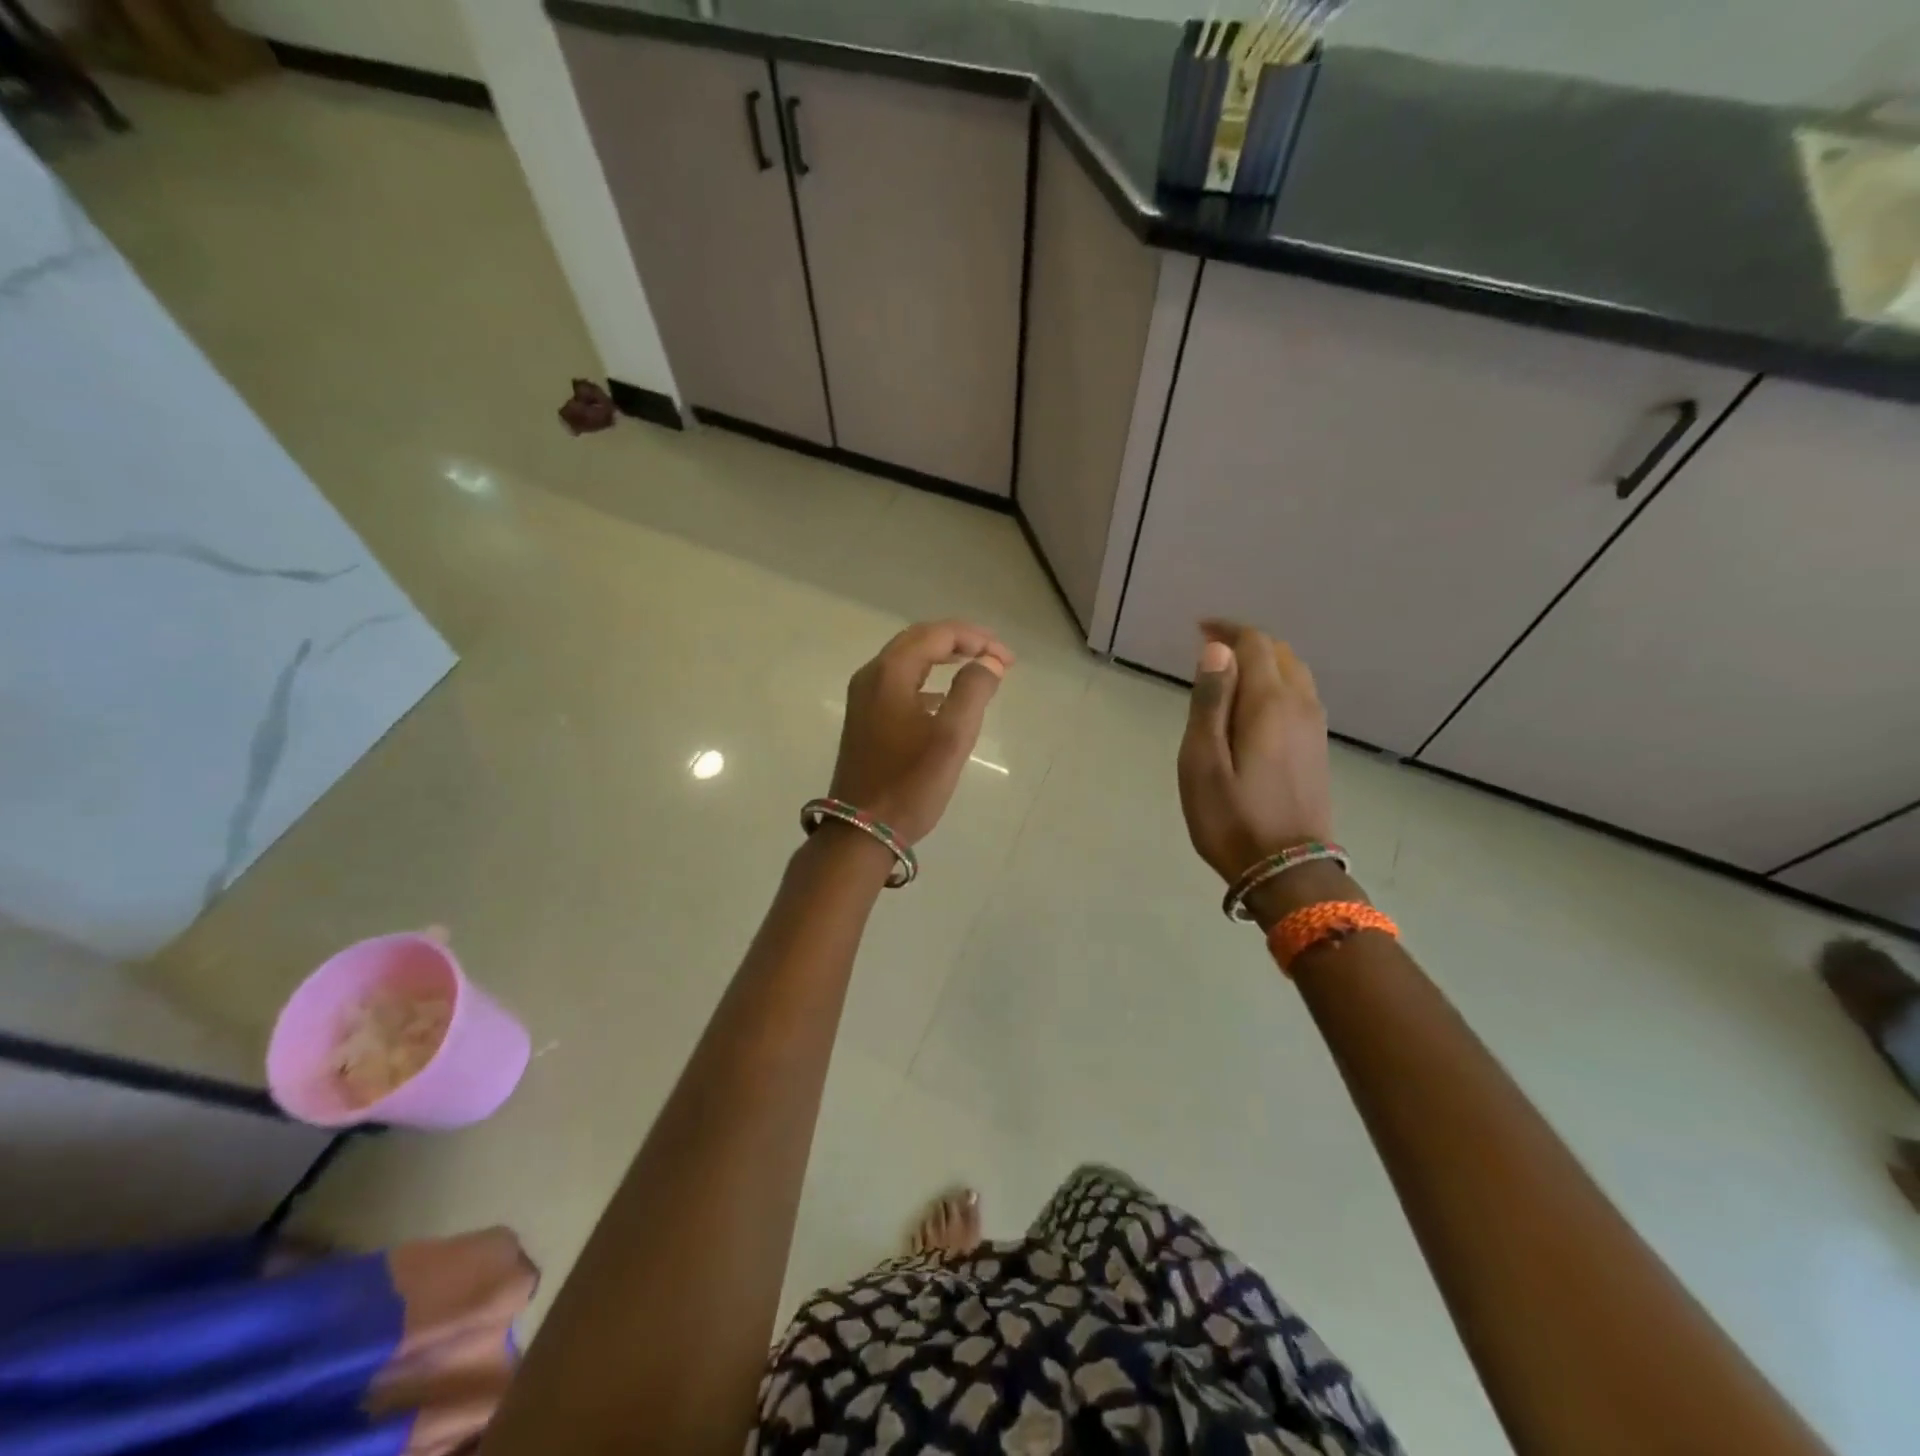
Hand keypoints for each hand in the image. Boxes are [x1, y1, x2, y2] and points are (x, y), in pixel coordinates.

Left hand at [829, 621, 1012, 845]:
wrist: (862, 830)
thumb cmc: (910, 783)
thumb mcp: (952, 737)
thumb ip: (974, 691)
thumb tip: (989, 662)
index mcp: (889, 674)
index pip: (937, 634)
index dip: (976, 639)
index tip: (1008, 660)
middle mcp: (871, 677)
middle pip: (919, 640)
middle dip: (960, 641)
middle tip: (996, 656)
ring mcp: (864, 699)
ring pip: (908, 661)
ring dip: (944, 658)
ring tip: (978, 669)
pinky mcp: (865, 719)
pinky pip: (900, 684)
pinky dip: (928, 680)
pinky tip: (946, 700)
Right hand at [1177, 620, 1333, 884]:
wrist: (1287, 870)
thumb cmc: (1232, 817)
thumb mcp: (1202, 761)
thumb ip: (1210, 701)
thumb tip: (1217, 649)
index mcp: (1270, 702)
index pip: (1255, 644)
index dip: (1228, 630)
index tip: (1199, 629)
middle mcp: (1300, 705)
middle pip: (1279, 653)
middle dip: (1246, 641)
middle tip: (1210, 649)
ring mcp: (1314, 727)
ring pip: (1295, 673)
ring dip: (1264, 661)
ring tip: (1230, 672)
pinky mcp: (1317, 748)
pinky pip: (1300, 695)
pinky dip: (1276, 683)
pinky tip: (1255, 704)